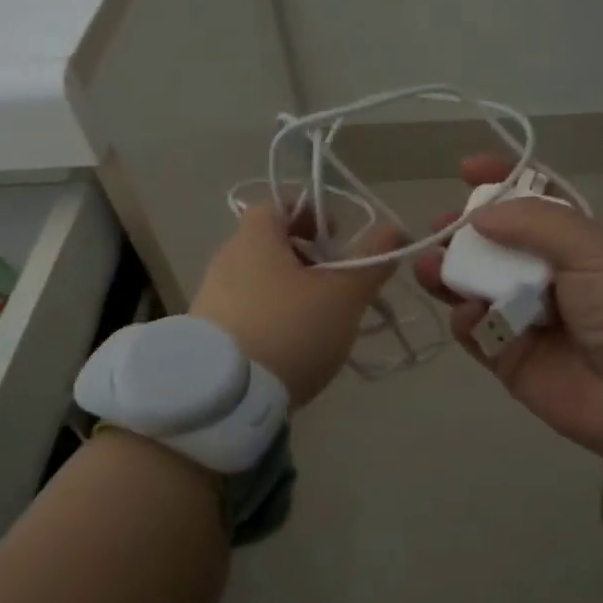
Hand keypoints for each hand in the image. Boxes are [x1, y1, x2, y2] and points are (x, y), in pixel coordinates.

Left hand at [190, 203, 401, 406]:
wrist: (223, 397)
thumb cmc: (289, 329)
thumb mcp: (343, 295)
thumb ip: (371, 260)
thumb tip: (394, 229)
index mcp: (255, 237)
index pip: (279, 205)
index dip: (311, 215)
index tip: (337, 238)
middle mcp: (227, 259)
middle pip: (271, 245)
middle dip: (308, 259)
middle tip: (338, 283)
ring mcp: (212, 297)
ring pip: (260, 281)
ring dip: (292, 292)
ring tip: (321, 322)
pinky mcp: (207, 334)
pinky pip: (247, 312)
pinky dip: (272, 319)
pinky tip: (292, 348)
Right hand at [414, 156, 602, 463]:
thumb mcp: (595, 251)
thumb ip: (535, 224)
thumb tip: (479, 215)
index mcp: (578, 244)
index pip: (533, 203)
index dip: (501, 182)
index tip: (466, 168)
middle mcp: (549, 276)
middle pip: (495, 244)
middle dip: (464, 230)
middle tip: (439, 226)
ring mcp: (526, 318)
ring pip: (475, 285)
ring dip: (450, 271)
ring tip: (428, 265)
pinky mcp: (508, 358)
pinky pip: (475, 331)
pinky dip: (466, 319)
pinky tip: (469, 314)